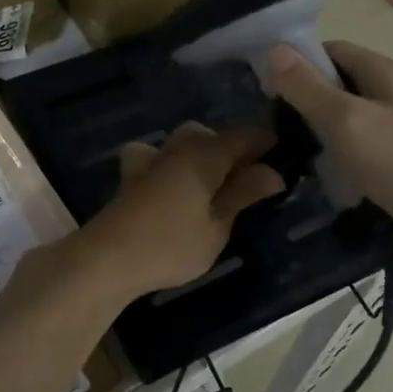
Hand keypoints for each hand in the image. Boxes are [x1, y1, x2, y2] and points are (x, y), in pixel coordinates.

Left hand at [74, 123, 283, 299]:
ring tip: (216, 182)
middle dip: (234, 149)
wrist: (108, 257)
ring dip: (204, 154)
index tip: (284, 154)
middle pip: (213, 135)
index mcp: (206, 153)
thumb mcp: (217, 225)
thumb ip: (242, 194)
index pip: (245, 134)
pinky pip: (159, 156)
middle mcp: (179, 146)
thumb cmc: (171, 244)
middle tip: (252, 178)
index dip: (266, 142)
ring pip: (185, 141)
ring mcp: (152, 157)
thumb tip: (273, 172)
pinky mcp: (133, 174)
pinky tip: (173, 183)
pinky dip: (172, 162)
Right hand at [266, 40, 392, 268]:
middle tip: (273, 124)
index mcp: (386, 71)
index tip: (266, 86)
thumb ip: (307, 86)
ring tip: (292, 151)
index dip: (298, 62)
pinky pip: (366, 149)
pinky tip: (326, 177)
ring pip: (352, 119)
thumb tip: (273, 49)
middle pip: (341, 84)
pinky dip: (344, 158)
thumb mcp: (345, 120)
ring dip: (323, 132)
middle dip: (307, 100)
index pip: (332, 50)